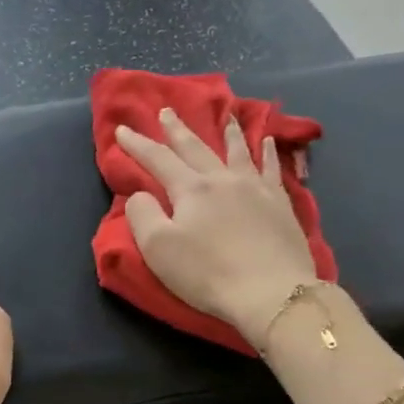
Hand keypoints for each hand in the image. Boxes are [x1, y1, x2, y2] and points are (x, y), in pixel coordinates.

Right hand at [115, 109, 325, 343]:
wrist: (270, 292)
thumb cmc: (207, 273)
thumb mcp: (158, 248)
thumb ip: (143, 215)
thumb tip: (141, 194)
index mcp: (191, 190)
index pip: (158, 160)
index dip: (138, 144)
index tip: (122, 129)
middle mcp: (223, 179)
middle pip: (196, 148)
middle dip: (177, 130)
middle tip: (166, 111)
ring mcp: (256, 188)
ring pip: (238, 151)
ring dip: (228, 132)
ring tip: (225, 116)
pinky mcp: (280, 204)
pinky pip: (272, 168)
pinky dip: (268, 152)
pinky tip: (269, 141)